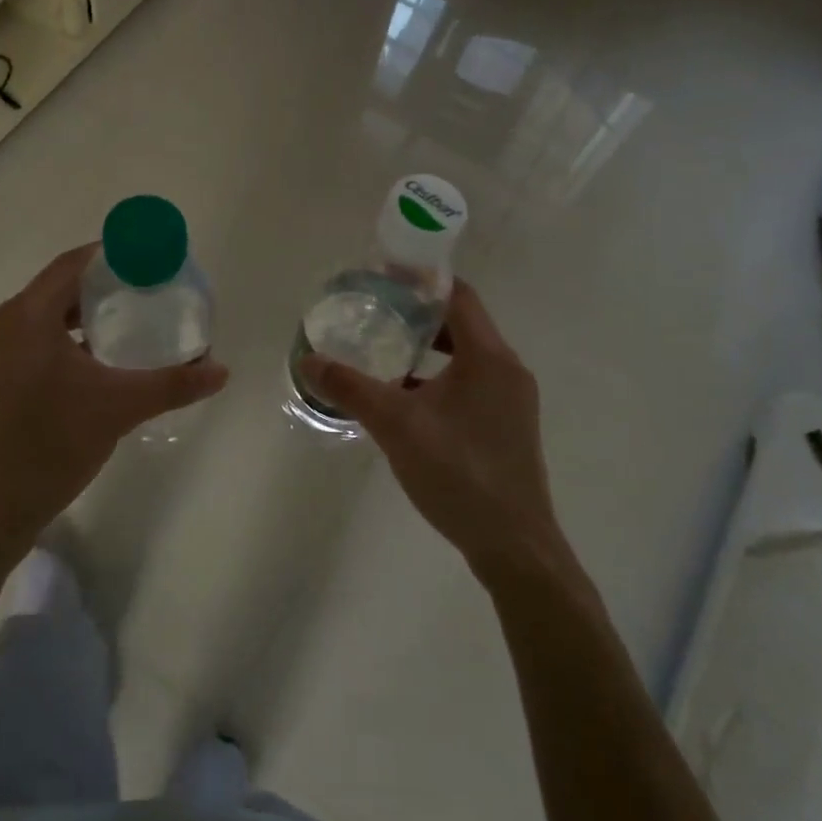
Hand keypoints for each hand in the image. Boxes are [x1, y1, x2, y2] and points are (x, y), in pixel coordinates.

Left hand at [0, 245, 228, 566]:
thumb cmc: (51, 445)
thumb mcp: (119, 409)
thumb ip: (172, 384)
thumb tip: (221, 370)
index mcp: (27, 316)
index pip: (73, 264)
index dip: (112, 255)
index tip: (149, 261)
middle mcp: (3, 326)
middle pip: (58, 289)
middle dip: (102, 288)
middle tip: (146, 294)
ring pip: (43, 319)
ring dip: (82, 317)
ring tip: (126, 327)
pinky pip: (32, 344)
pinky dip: (64, 342)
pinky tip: (92, 366)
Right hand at [300, 280, 564, 583]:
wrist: (513, 545)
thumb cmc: (458, 473)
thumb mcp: (396, 425)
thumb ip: (351, 388)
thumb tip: (308, 361)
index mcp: (489, 357)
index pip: (458, 296)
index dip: (421, 280)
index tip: (383, 275)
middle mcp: (507, 369)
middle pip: (461, 323)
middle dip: (417, 314)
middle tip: (374, 311)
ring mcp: (511, 400)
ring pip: (465, 356)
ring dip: (427, 348)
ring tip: (383, 349)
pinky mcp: (507, 425)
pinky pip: (470, 383)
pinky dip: (438, 377)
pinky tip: (405, 397)